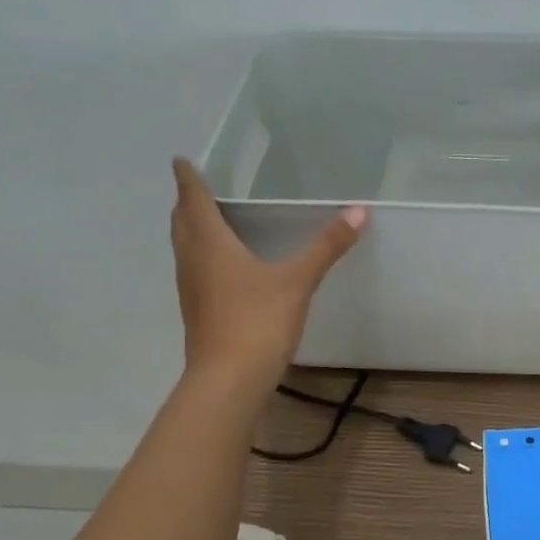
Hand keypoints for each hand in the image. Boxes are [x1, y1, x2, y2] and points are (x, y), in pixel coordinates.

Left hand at [169, 156, 365, 395]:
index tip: (180, 160)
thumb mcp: (298, 282)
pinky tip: (221, 269)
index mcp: (210, 244)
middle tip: (195, 188)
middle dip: (186, 203)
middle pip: (181, 223)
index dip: (187, 178)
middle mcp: (193, 261)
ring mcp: (191, 290)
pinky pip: (194, 272)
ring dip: (190, 231)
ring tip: (206, 222)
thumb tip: (359, 212)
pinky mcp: (197, 313)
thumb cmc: (258, 322)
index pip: (193, 200)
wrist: (229, 380)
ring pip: (185, 249)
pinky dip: (201, 258)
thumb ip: (327, 247)